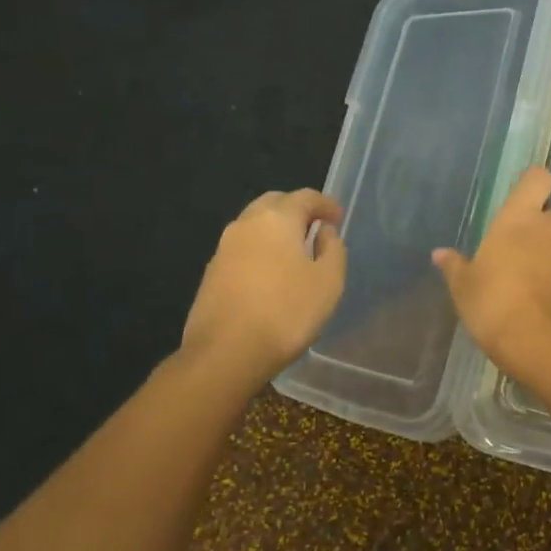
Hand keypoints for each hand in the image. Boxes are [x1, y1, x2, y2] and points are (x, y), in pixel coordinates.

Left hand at [182, 189, 345, 377]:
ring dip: (276, 230)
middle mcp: (246, 224)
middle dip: (297, 210)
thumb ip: (332, 249)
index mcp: (276, 218)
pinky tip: (271, 274)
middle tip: (316, 228)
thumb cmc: (286, 312)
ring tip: (295, 251)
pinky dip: (260, 249)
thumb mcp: (328, 281)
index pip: (304, 196)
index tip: (338, 218)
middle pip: (274, 203)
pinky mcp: (211, 273)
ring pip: (254, 225)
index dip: (325, 204)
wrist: (224, 354)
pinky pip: (242, 248)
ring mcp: (224, 248)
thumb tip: (323, 231)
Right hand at [433, 167, 550, 384]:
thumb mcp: (465, 288)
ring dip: (545, 250)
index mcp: (520, 217)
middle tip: (514, 243)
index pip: (538, 178)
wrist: (548, 347)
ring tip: (521, 275)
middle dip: (537, 222)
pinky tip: (535, 297)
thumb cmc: (497, 304)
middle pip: (550, 210)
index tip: (518, 199)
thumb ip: (455, 266)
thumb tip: (440, 253)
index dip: (531, 184)